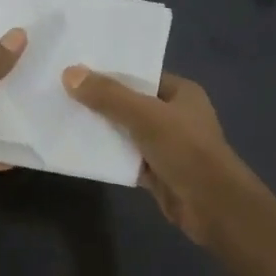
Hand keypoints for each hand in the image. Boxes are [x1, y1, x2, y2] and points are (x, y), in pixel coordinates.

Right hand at [61, 67, 262, 245]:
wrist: (212, 206)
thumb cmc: (185, 150)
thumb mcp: (145, 116)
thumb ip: (108, 96)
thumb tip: (69, 73)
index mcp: (181, 93)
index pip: (141, 75)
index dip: (111, 72)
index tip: (77, 69)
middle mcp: (175, 115)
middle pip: (131, 103)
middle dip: (101, 101)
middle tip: (62, 93)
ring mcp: (167, 145)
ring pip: (127, 131)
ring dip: (102, 129)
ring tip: (64, 117)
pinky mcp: (157, 171)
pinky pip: (127, 157)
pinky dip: (109, 155)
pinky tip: (80, 149)